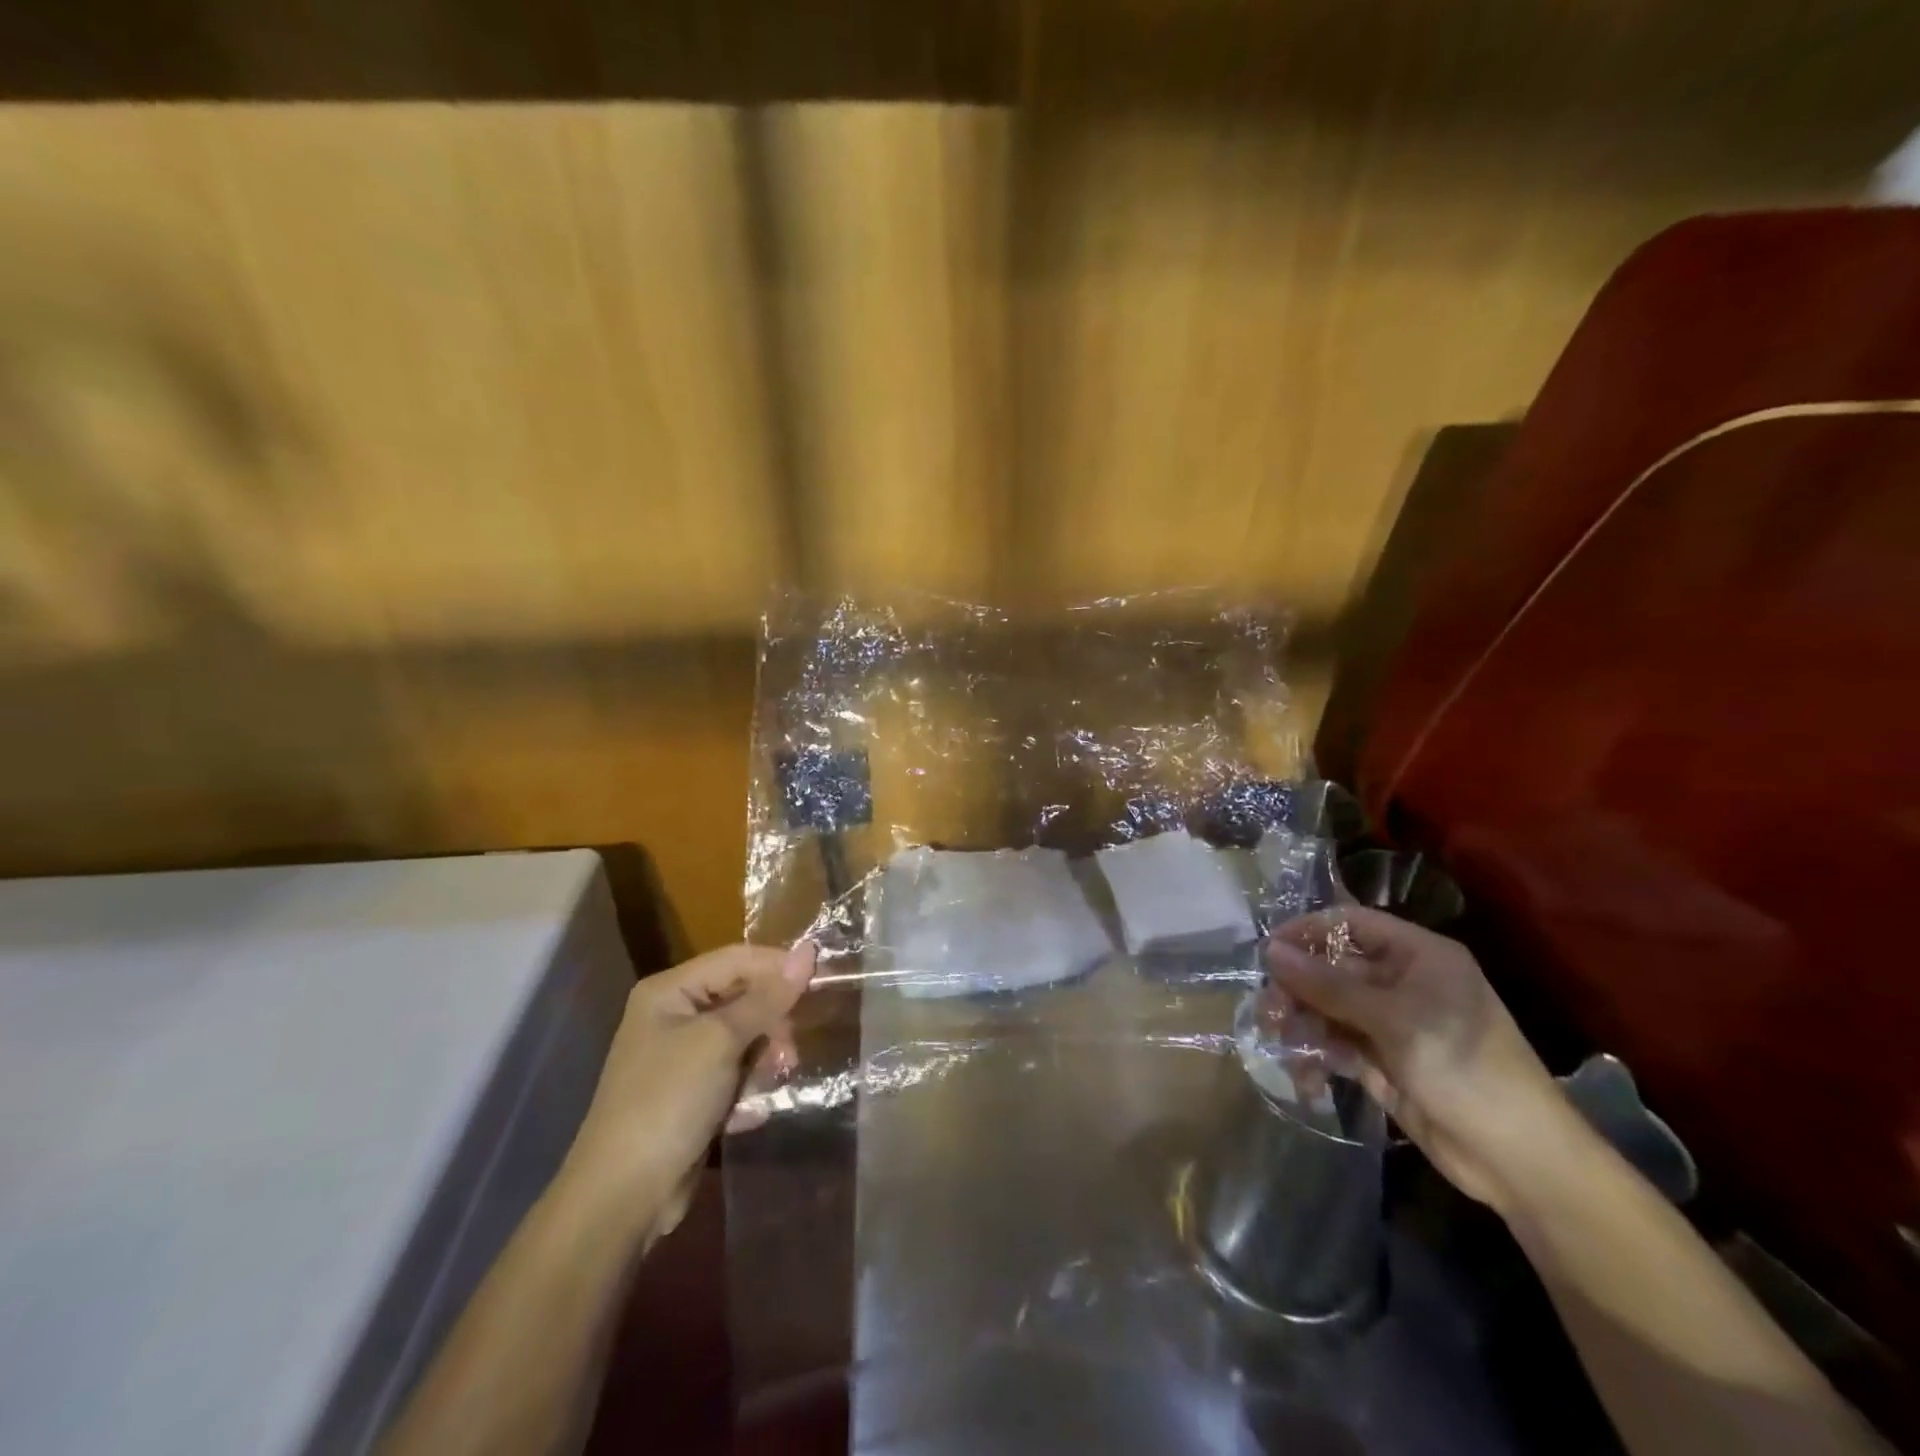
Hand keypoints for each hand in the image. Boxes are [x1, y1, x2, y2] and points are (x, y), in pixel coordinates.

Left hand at [559, 942, 815, 1242]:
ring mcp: (682, 1056)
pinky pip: (735, 1072)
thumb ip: (768, 998)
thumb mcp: (721, 1041)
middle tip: (790, 1053)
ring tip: (769, 1086)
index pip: (737, 959)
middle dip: (771, 1023)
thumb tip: (809, 951)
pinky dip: (747, 1088)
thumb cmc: (668, 1101)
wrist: (622, 1198)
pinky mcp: (692, 1093)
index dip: (779, 966)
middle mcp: (674, 1015)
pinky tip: (748, 1113)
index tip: (822, 981)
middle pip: (743, 998)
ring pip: (745, 1038)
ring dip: (763, 1060)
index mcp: (670, 991)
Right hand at [1265, 908, 1573, 1211]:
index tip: (1268, 954)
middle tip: (1270, 1013)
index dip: (1307, 932)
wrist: (1519, 1159)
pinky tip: (1309, 1077)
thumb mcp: (1392, 1019)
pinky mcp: (1384, 1062)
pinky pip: (1337, 1045)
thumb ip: (1327, 984)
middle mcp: (1402, 982)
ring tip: (1283, 1044)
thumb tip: (1270, 951)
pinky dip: (1318, 1055)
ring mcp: (1392, 1024)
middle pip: (1333, 967)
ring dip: (1303, 1023)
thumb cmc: (1463, 1067)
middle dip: (1298, 988)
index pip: (1350, 924)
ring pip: (1329, 1008)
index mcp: (1417, 956)